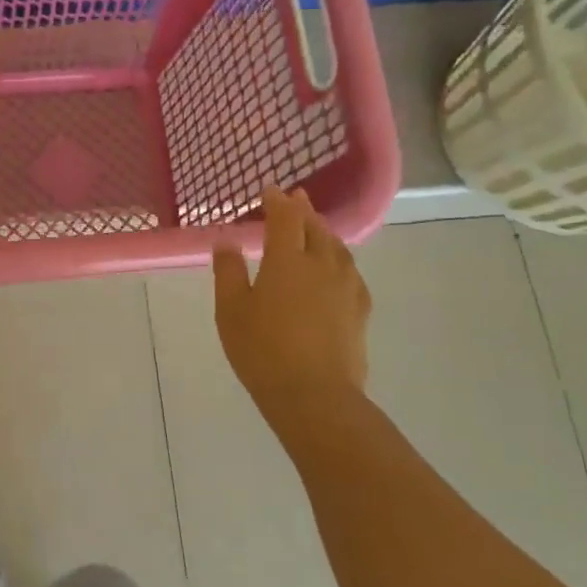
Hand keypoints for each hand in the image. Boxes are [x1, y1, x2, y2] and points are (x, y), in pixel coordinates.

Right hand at [213, 187, 370, 416]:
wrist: (314, 395)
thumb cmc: (262, 350)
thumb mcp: (231, 310)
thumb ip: (228, 271)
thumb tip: (227, 241)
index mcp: (287, 260)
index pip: (285, 218)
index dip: (277, 201)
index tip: (270, 191)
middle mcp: (321, 265)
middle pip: (315, 227)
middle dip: (303, 210)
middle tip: (295, 199)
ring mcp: (345, 287)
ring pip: (337, 247)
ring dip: (324, 231)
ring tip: (315, 228)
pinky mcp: (359, 310)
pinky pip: (350, 271)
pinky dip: (339, 258)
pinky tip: (335, 268)